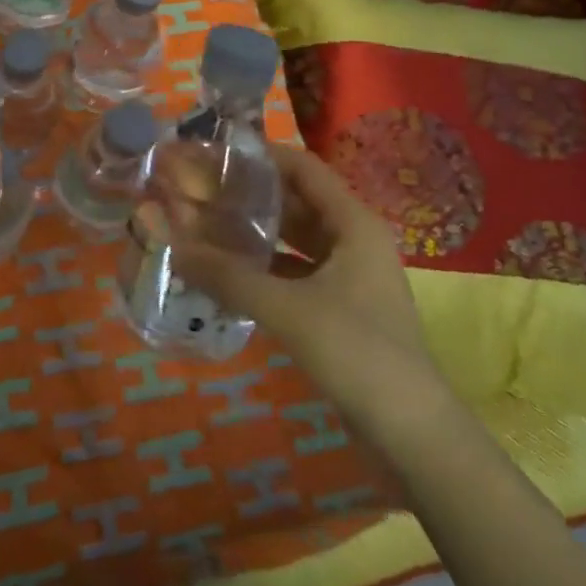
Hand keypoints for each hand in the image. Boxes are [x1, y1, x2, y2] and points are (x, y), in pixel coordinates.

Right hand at [166, 143, 451, 441]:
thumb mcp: (287, 308)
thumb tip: (173, 247)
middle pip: (298, 202)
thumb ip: (228, 276)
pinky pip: (297, 272)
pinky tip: (230, 272)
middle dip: (251, 194)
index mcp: (352, 223)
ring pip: (296, 239)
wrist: (413, 433)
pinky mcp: (342, 309)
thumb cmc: (356, 352)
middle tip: (202, 189)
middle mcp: (353, 240)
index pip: (304, 168)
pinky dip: (266, 267)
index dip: (262, 155)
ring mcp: (350, 276)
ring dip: (257, 232)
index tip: (216, 152)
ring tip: (207, 223)